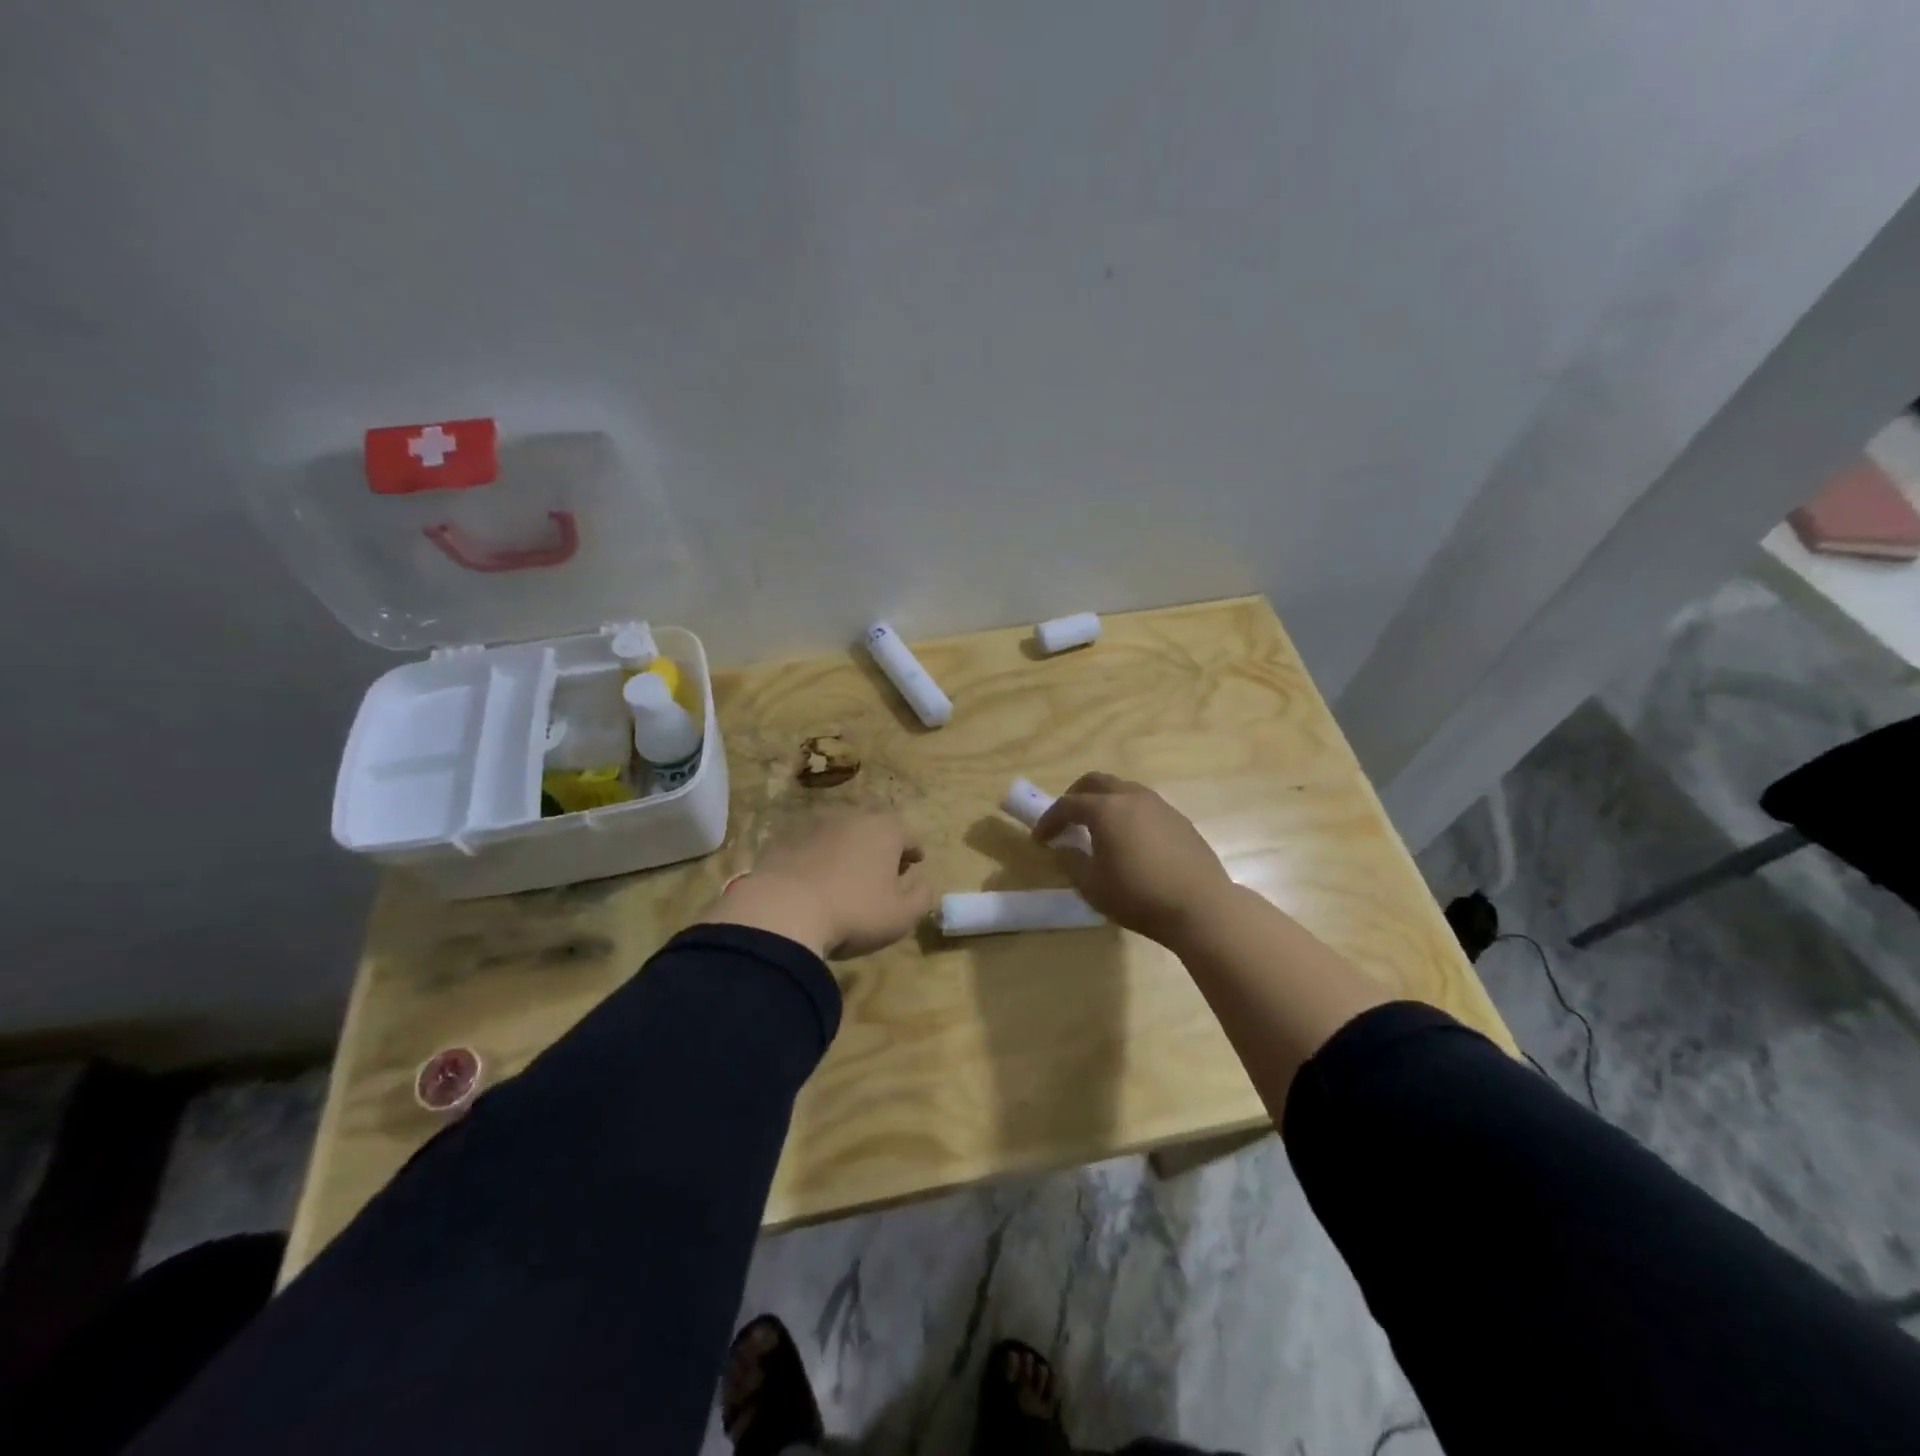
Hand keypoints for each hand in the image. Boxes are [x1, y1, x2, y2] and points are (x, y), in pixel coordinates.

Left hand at [700, 811, 935, 958]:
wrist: (782, 912)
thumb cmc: (854, 913)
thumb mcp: (902, 915)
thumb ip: (922, 896)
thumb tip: (923, 881)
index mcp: (885, 830)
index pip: (909, 834)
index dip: (914, 851)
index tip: (915, 864)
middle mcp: (851, 817)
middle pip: (873, 829)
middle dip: (880, 848)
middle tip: (882, 872)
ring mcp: (813, 826)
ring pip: (839, 835)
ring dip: (846, 851)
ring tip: (845, 878)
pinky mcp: (782, 840)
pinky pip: (808, 848)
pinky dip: (815, 859)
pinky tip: (812, 883)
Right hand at [1032, 772, 1233, 946]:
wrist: (1200, 907)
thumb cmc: (1138, 896)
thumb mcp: (1092, 886)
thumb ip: (1071, 862)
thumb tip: (1065, 847)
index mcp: (1105, 810)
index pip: (1067, 804)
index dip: (1049, 819)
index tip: (1040, 839)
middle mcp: (1131, 797)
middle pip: (1096, 782)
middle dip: (1075, 797)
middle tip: (1066, 820)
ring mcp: (1159, 805)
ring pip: (1123, 790)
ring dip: (1104, 802)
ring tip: (1098, 829)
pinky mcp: (1179, 819)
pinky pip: (1144, 805)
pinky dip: (1127, 813)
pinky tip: (1130, 840)